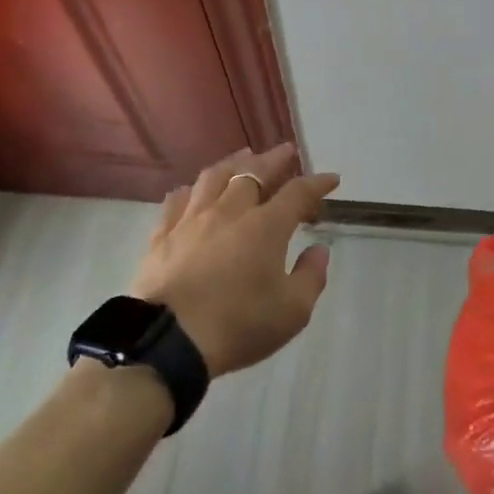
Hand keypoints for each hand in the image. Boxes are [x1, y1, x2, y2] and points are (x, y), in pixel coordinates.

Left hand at [129, 145, 339, 376]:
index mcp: (266, 226)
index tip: (331, 179)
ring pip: (214, 177)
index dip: (317, 183)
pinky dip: (192, 190)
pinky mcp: (162, 235)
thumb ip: (311, 276)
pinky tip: (193, 190)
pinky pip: (178, 200)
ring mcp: (192, 220)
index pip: (298, 193)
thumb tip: (319, 248)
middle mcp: (230, 211)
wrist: (169, 341)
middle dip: (275, 159)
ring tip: (244, 156)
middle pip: (254, 172)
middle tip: (287, 151)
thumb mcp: (292, 311)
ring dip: (234, 162)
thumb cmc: (238, 325)